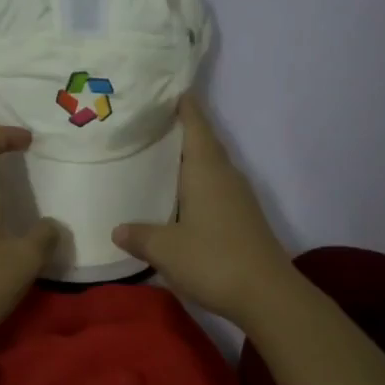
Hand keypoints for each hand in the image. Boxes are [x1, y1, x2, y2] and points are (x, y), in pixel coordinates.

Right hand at [112, 94, 297, 327]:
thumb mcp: (165, 249)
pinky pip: (215, 189)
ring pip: (211, 167)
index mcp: (207, 170)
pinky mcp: (243, 219)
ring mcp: (239, 198)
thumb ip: (139, 236)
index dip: (183, 105)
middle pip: (204, 143)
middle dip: (180, 131)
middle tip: (147, 125)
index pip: (196, 124)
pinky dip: (196, 185)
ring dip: (188, 160)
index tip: (166, 89)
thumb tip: (118, 229)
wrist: (267, 295)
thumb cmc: (213, 260)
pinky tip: (179, 199)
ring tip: (157, 160)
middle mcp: (226, 176)